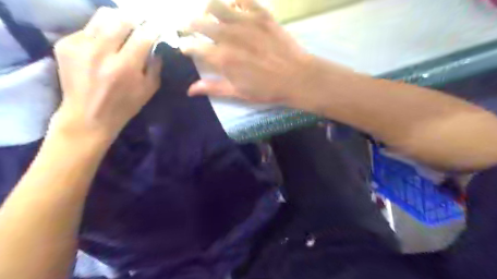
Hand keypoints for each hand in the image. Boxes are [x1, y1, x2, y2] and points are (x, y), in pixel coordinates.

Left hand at [51, 7, 160, 141]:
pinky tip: (104, 45)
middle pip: (122, 19)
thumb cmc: (124, 106)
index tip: (158, 29)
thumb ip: (155, 66)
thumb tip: (157, 46)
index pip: (143, 35)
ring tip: (123, 31)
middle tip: (141, 27)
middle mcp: (102, 52)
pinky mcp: (66, 44)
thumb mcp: (149, 90)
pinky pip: (88, 28)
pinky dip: (101, 32)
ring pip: (103, 16)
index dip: (154, 29)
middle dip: (136, 21)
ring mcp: (80, 45)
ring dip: (118, 21)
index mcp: (125, 67)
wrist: (87, 116)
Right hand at [182, 0, 308, 103]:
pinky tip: (234, 8)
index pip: (193, 46)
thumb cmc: (267, 89)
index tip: (184, 47)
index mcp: (222, 58)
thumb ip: (213, 88)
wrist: (296, 77)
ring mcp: (245, 21)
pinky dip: (234, 1)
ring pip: (215, 5)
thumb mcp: (238, 93)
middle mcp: (228, 35)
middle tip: (191, 28)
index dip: (185, 46)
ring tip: (210, 15)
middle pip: (199, 22)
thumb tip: (189, 90)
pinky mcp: (261, 14)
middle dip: (189, 25)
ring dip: (207, 10)